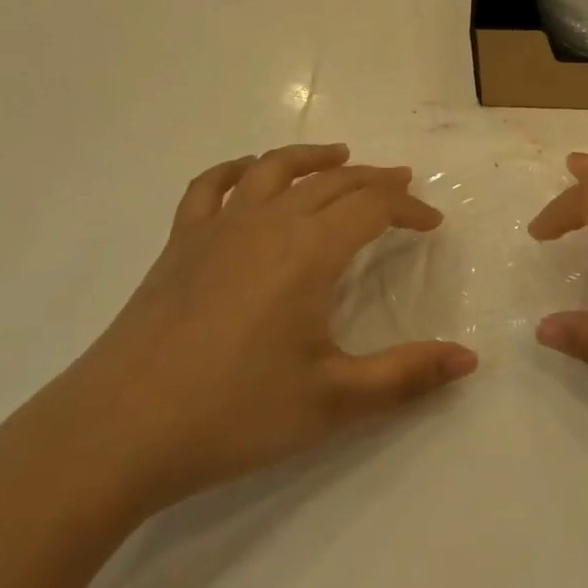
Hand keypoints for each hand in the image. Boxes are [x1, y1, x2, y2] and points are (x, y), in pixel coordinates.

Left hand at [36, 145, 477, 518]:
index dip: (408, 209)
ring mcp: (219, 226)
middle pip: (333, 182)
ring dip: (315, 158)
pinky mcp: (180, 242)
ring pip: (276, 169)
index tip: (432, 224)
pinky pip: (212, 186)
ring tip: (340, 156)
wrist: (118, 431)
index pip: (373, 207)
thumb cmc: (233, 414)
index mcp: (310, 251)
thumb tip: (469, 361)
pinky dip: (238, 169)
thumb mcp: (332, 401)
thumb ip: (406, 377)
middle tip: (402, 187)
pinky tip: (250, 172)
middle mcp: (269, 222)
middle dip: (374, 180)